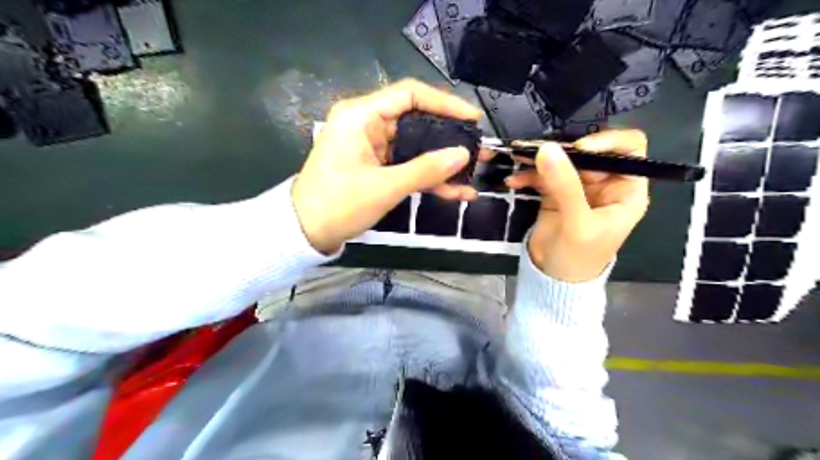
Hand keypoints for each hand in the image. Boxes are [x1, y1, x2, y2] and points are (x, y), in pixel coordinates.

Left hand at [292, 78, 481, 253]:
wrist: (306, 232)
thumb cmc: (339, 205)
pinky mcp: (375, 165)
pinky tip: (454, 191)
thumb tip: (463, 155)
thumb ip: (426, 169)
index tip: (472, 119)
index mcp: (361, 116)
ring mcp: (372, 146)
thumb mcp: (385, 187)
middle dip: (449, 138)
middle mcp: (367, 124)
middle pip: (416, 120)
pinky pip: (406, 165)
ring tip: (472, 175)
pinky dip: (427, 177)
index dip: (445, 103)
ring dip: (441, 163)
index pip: (409, 95)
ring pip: (415, 147)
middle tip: (478, 149)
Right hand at [508, 127, 646, 280]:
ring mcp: (578, 187)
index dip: (607, 141)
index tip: (578, 147)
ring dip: (540, 159)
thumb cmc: (579, 257)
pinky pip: (543, 176)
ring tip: (518, 157)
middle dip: (563, 150)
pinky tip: (513, 181)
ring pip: (563, 161)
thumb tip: (547, 148)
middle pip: (589, 152)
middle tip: (535, 150)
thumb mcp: (577, 222)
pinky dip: (528, 176)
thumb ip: (565, 185)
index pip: (629, 150)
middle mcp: (605, 183)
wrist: (553, 279)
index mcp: (626, 189)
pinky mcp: (555, 193)